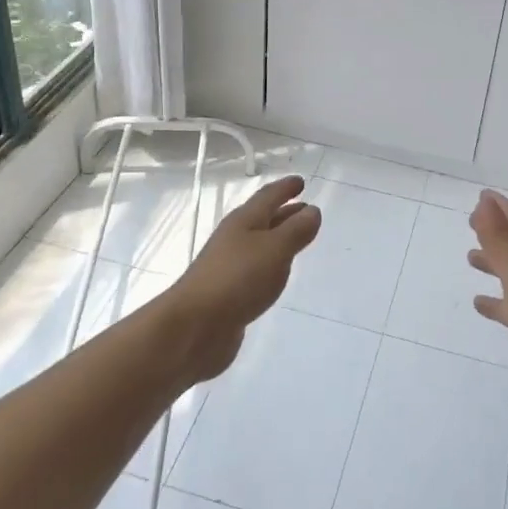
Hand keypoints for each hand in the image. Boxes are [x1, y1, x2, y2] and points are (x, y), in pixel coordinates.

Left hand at [160, 175, 320, 383]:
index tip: (301, 182)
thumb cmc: (237, 279)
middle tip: (306, 208)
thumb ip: (296, 231)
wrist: (194, 326)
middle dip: (284, 212)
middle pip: (262, 219)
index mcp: (244, 221)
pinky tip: (276, 274)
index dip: (285, 188)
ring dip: (278, 238)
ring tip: (297, 239)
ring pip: (259, 244)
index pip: (268, 197)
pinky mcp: (228, 292)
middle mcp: (234, 238)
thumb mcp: (275, 250)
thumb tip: (313, 210)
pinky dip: (270, 265)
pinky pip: (255, 269)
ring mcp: (229, 266)